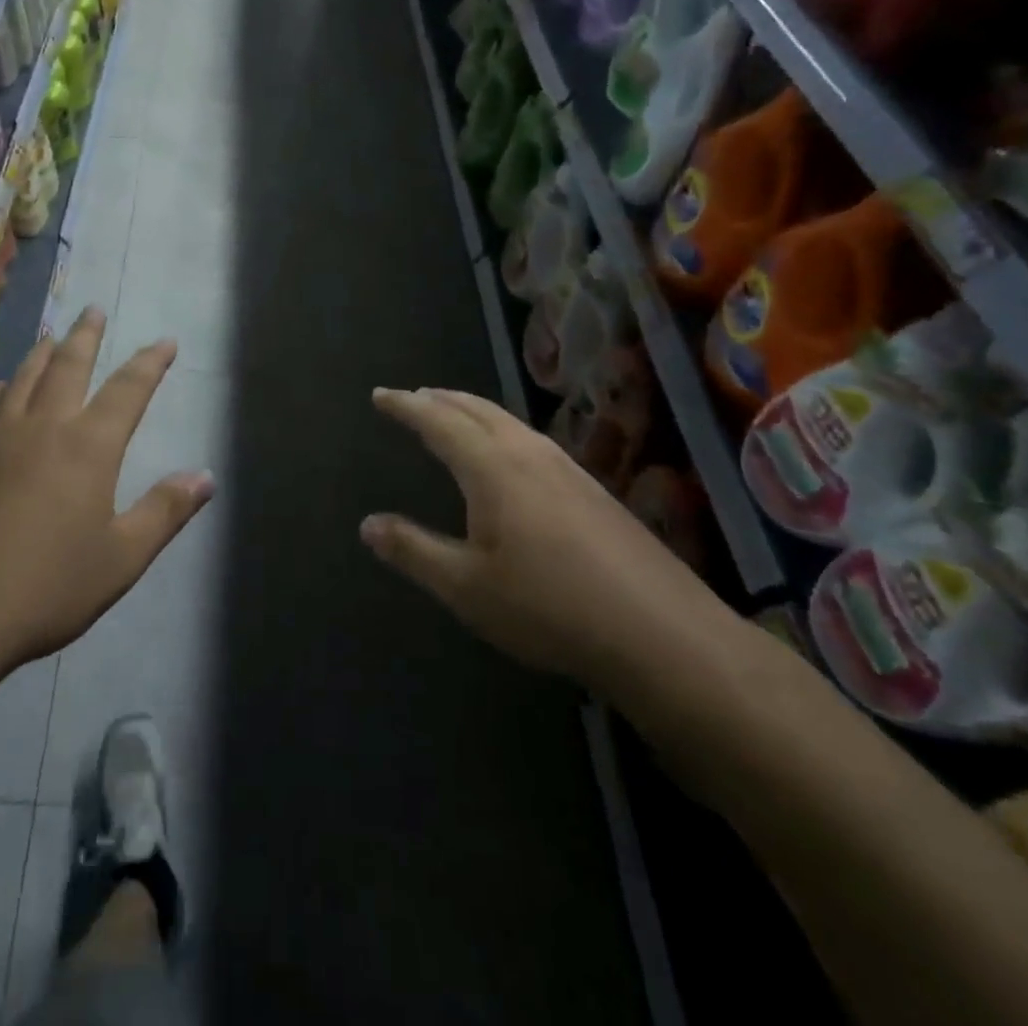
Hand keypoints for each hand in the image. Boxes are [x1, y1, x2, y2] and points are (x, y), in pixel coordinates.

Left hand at [0, 308, 214, 677]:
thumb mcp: (121, 558)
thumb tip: (206, 476)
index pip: (127, 390)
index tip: (164, 341)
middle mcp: (41, 428)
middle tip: (94, 310)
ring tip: (52, 336)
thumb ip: (165, 512)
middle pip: (67, 366)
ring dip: (42, 352)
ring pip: (22, 379)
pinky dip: (1, 389)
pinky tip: (1, 390)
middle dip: (86, 336)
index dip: (150, 363)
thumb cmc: (46, 588)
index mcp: (87, 447)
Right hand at [363, 387, 730, 693]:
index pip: (438, 421)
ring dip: (473, 411)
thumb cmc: (548, 608)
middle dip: (440, 399)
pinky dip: (501, 430)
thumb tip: (367, 524)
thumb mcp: (465, 587)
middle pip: (477, 410)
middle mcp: (528, 454)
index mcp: (492, 468)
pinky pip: (531, 439)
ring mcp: (567, 469)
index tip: (380, 394)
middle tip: (413, 396)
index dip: (405, 406)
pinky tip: (510, 455)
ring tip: (453, 414)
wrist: (660, 633)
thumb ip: (413, 550)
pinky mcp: (593, 489)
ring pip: (509, 421)